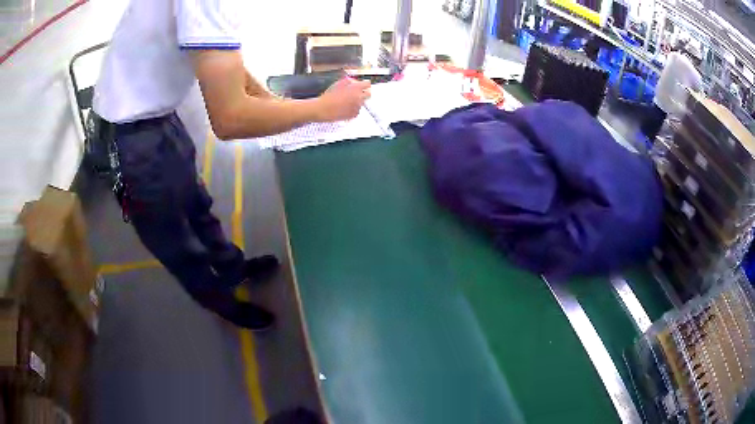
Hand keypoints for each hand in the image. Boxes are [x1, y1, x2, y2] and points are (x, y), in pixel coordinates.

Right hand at [315, 78, 370, 121]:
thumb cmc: (328, 96)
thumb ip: (348, 81)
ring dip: (357, 101)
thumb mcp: (337, 84)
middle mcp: (359, 97)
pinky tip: (345, 108)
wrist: (323, 109)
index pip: (367, 84)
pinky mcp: (354, 114)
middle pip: (368, 94)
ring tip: (346, 102)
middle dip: (364, 93)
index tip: (363, 85)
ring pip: (362, 103)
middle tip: (356, 93)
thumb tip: (352, 81)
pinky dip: (353, 109)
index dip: (364, 84)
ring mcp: (357, 107)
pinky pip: (357, 110)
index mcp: (355, 88)